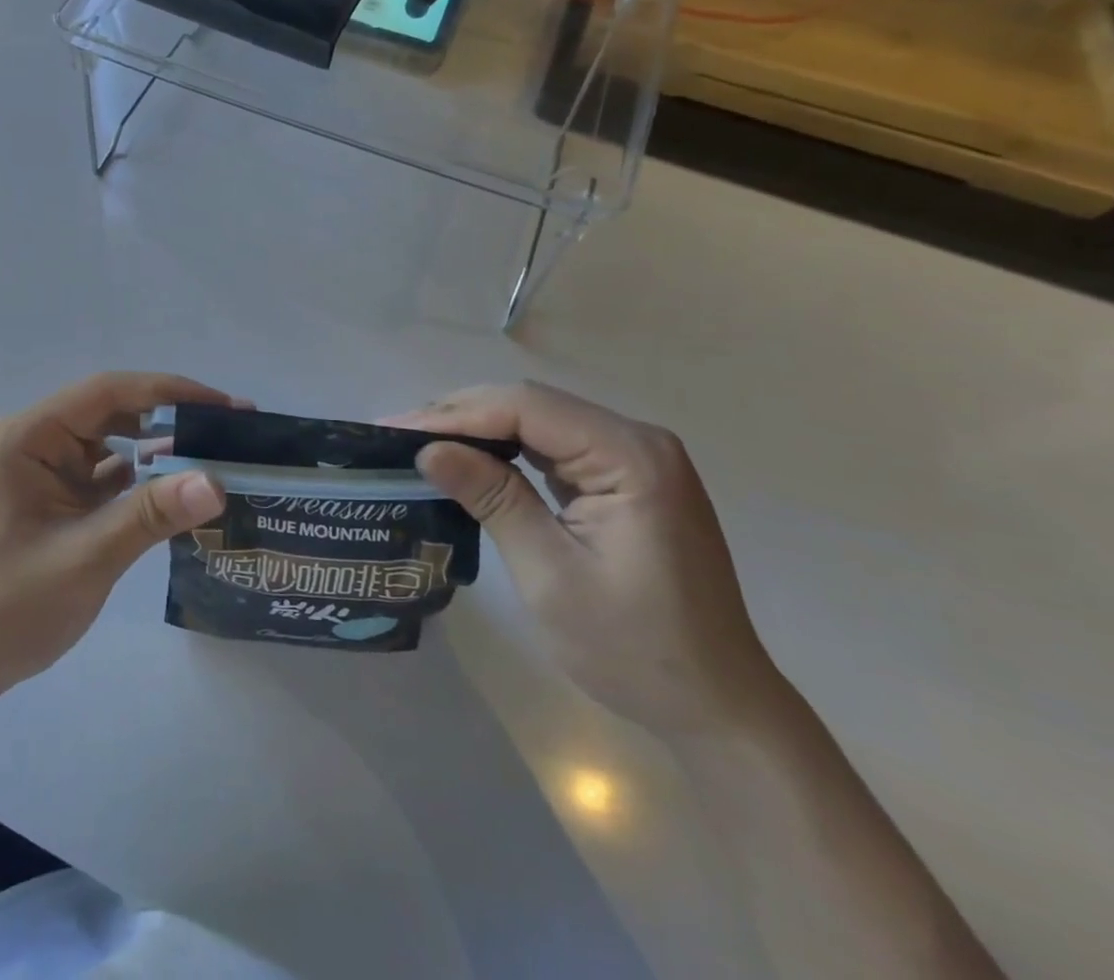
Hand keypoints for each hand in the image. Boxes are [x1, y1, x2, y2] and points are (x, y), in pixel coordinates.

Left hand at [0, 373, 232, 715]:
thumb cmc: (7, 608)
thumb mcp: (85, 558)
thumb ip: (151, 515)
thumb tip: (217, 482)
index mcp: (28, 436)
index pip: (108, 392)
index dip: (172, 392)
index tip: (227, 406)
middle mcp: (33, 441)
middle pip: (113, 413)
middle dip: (172, 420)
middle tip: (234, 433)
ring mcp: (41, 471)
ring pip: (112, 444)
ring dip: (159, 451)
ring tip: (217, 458)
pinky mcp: (51, 499)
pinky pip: (103, 477)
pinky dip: (140, 482)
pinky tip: (180, 491)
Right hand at [399, 382, 785, 736]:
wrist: (718, 708)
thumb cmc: (636, 649)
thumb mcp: (550, 575)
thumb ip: (492, 499)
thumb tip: (428, 450)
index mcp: (631, 457)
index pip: (526, 408)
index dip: (455, 414)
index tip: (395, 430)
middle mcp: (636, 441)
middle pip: (531, 405)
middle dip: (460, 416)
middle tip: (396, 435)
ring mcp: (633, 459)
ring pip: (537, 421)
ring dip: (477, 429)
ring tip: (419, 442)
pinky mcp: (623, 479)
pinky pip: (552, 447)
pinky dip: (504, 450)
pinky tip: (468, 458)